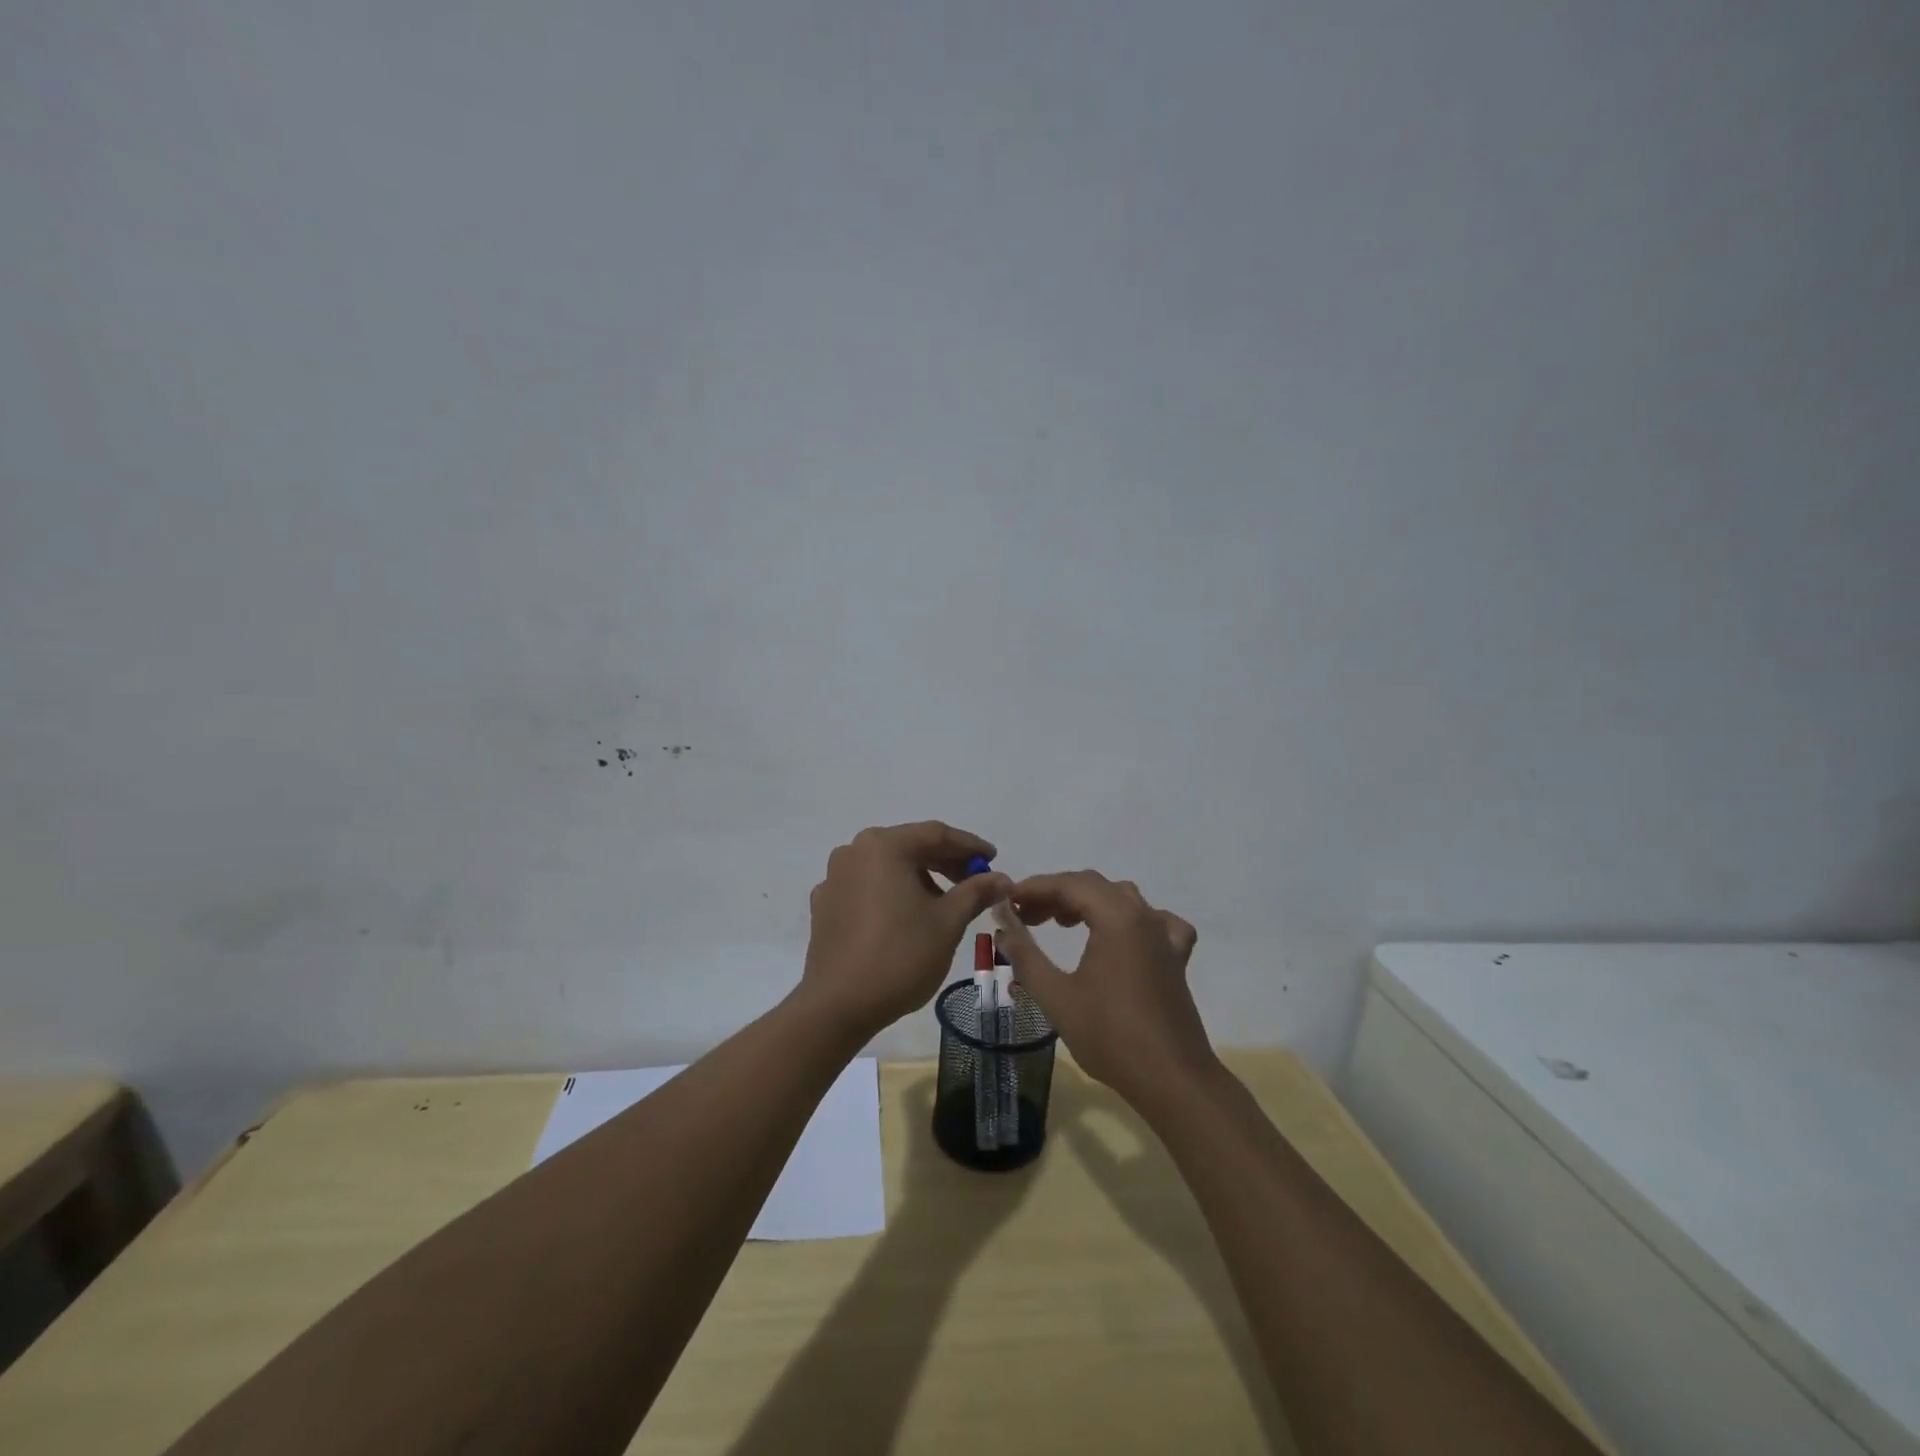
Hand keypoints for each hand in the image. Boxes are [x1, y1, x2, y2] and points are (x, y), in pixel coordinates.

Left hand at [800, 822, 1011, 1039]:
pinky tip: (907, 917)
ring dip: (920, 878)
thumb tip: (1002, 878)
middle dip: (946, 862)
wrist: (838, 1006)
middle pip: (909, 847)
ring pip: (888, 867)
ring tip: (946, 903)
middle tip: (976, 881)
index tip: (994, 859)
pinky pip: (867, 887)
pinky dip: (892, 893)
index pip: (936, 834)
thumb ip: (976, 892)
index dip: (970, 846)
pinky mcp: (825, 905)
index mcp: (883, 846)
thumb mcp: (948, 922)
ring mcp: (835, 878)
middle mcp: (854, 851)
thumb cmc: (900, 956)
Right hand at [993, 871, 1215, 1113]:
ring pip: (1122, 899)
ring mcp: (1164, 935)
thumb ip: (1025, 954)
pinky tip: (1122, 937)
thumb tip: (1002, 924)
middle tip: (1024, 916)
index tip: (1006, 900)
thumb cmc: (1110, 1036)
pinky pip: (1155, 922)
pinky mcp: (1176, 957)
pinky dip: (1131, 920)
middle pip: (1094, 886)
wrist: (1172, 1079)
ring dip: (1088, 903)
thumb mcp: (1056, 996)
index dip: (1034, 888)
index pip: (1068, 884)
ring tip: (1060, 923)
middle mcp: (1143, 915)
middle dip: (1055, 895)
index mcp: (1116, 917)